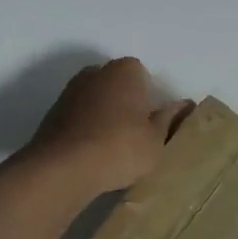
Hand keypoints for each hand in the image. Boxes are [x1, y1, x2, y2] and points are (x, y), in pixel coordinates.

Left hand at [28, 58, 191, 194]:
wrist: (63, 168)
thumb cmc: (120, 148)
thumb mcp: (156, 139)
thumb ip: (170, 119)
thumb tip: (184, 104)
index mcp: (125, 70)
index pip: (144, 76)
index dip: (149, 100)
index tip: (151, 125)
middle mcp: (96, 72)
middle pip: (118, 85)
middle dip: (126, 104)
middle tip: (134, 137)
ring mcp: (71, 90)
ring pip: (97, 101)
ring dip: (104, 117)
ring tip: (111, 150)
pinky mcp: (53, 113)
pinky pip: (79, 117)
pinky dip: (86, 129)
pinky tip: (90, 154)